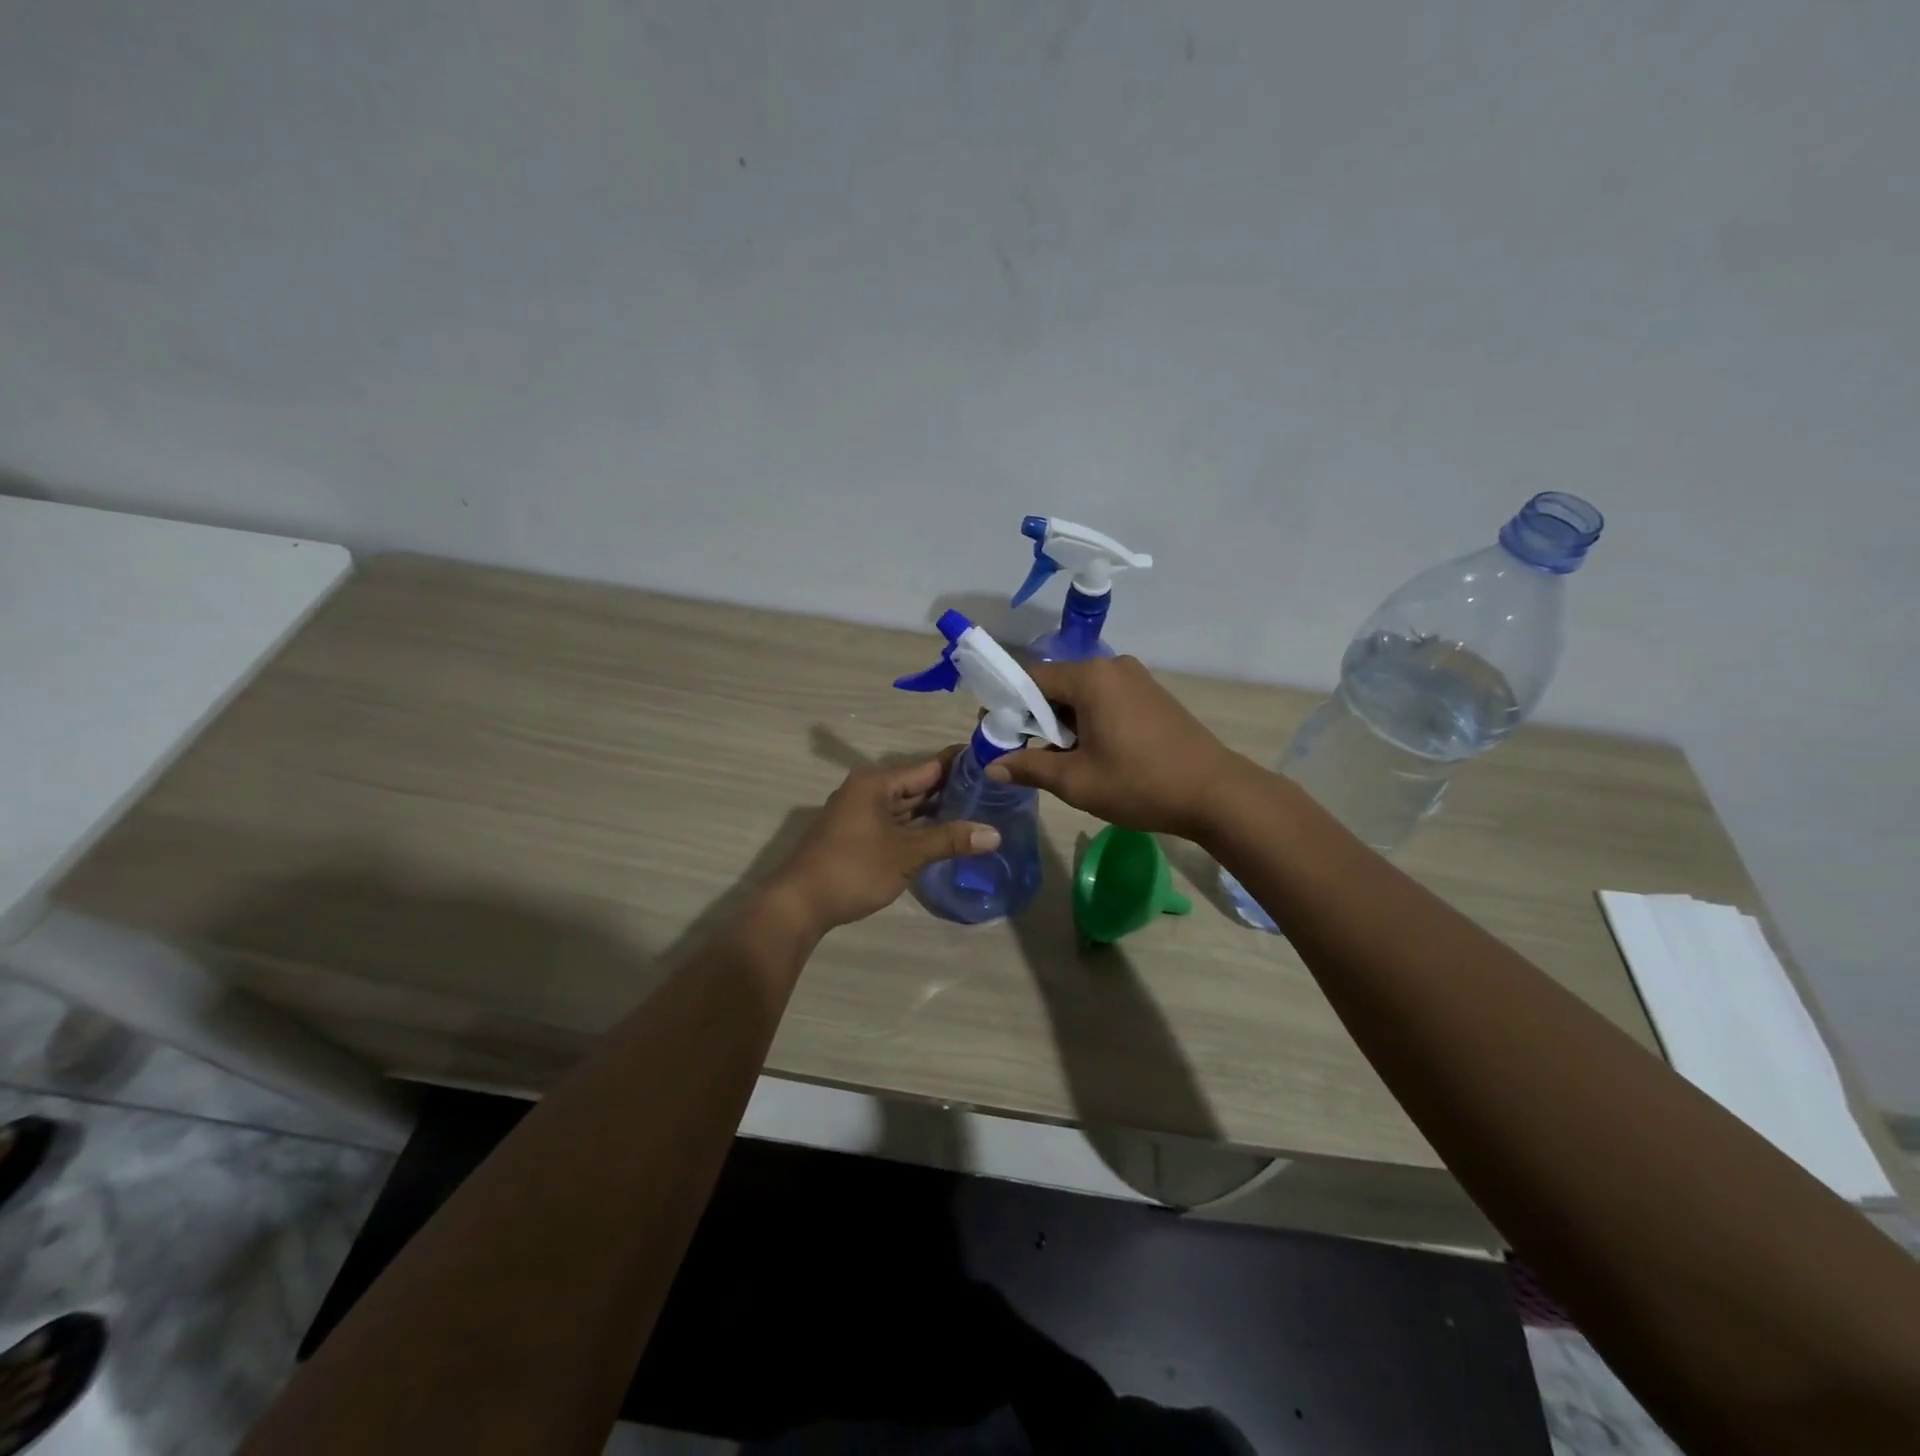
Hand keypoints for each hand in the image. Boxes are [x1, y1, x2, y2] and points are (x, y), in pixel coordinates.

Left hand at [765, 752, 1000, 933]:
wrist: (799, 904)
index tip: (993, 764)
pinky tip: (947, 836)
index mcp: (877, 783)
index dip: (961, 765)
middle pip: (919, 785)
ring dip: (938, 812)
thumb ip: (950, 839)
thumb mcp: (906, 854)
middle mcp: (869, 791)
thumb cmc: (853, 869)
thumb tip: (995, 834)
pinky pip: (898, 824)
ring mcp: (862, 814)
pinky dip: (920, 828)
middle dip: (953, 790)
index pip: (929, 766)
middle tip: (995, 793)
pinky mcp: (860, 836)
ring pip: (909, 807)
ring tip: (980, 812)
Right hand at [987, 656, 1244, 837]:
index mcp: (1090, 677)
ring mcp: (1135, 678)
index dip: (1007, 704)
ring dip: (1063, 722)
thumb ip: (1029, 767)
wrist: (1215, 793)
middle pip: (1056, 684)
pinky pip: (1104, 699)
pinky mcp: (1150, 694)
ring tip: (1060, 760)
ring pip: (1080, 694)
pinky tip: (1091, 753)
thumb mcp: (1076, 780)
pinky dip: (1088, 721)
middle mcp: (1111, 666)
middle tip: (1025, 753)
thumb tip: (993, 767)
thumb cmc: (1140, 784)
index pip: (1030, 678)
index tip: (995, 734)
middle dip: (1036, 717)